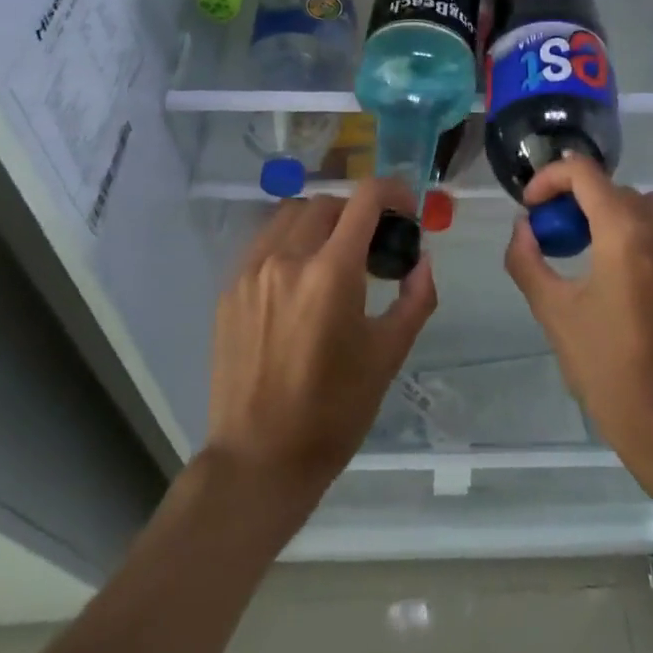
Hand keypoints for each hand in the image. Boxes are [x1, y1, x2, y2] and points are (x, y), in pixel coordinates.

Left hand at [206, 179, 435, 501]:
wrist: (258, 460)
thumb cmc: (333, 412)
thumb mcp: (387, 355)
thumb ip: (415, 298)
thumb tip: (422, 260)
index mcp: (331, 272)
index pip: (365, 199)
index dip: (393, 192)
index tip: (406, 210)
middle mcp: (287, 258)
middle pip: (328, 202)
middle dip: (357, 213)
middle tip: (373, 244)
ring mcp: (251, 271)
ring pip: (291, 215)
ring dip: (321, 222)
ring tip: (334, 256)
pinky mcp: (229, 289)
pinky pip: (264, 242)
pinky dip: (289, 243)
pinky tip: (299, 280)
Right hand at [505, 158, 652, 488]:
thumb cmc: (611, 376)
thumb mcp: (555, 316)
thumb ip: (528, 261)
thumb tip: (524, 227)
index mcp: (626, 236)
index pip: (585, 173)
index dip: (552, 178)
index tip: (535, 207)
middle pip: (620, 192)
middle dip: (584, 204)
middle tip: (564, 238)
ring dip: (622, 220)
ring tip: (603, 260)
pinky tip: (642, 293)